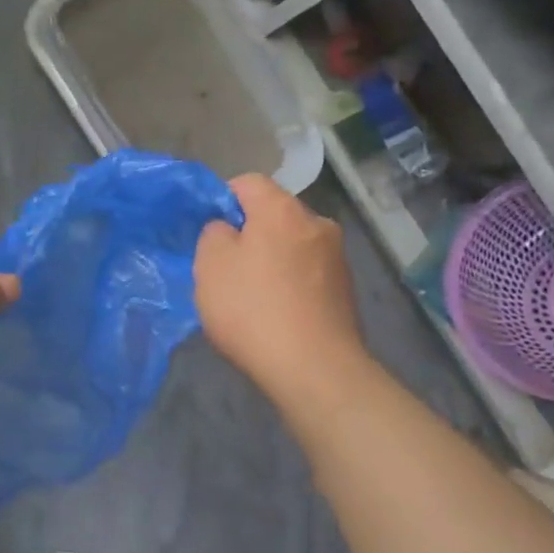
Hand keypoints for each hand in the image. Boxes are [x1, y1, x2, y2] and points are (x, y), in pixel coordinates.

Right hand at [195, 175, 369, 404]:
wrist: (315, 370)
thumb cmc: (253, 309)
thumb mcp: (210, 264)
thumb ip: (214, 233)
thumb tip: (228, 230)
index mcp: (283, 209)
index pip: (247, 182)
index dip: (221, 199)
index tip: (207, 231)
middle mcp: (317, 224)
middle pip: (273, 214)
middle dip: (249, 232)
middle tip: (225, 266)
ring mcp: (337, 258)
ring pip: (291, 245)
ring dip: (271, 260)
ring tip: (251, 295)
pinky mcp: (346, 291)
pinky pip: (307, 273)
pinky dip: (289, 284)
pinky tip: (276, 313)